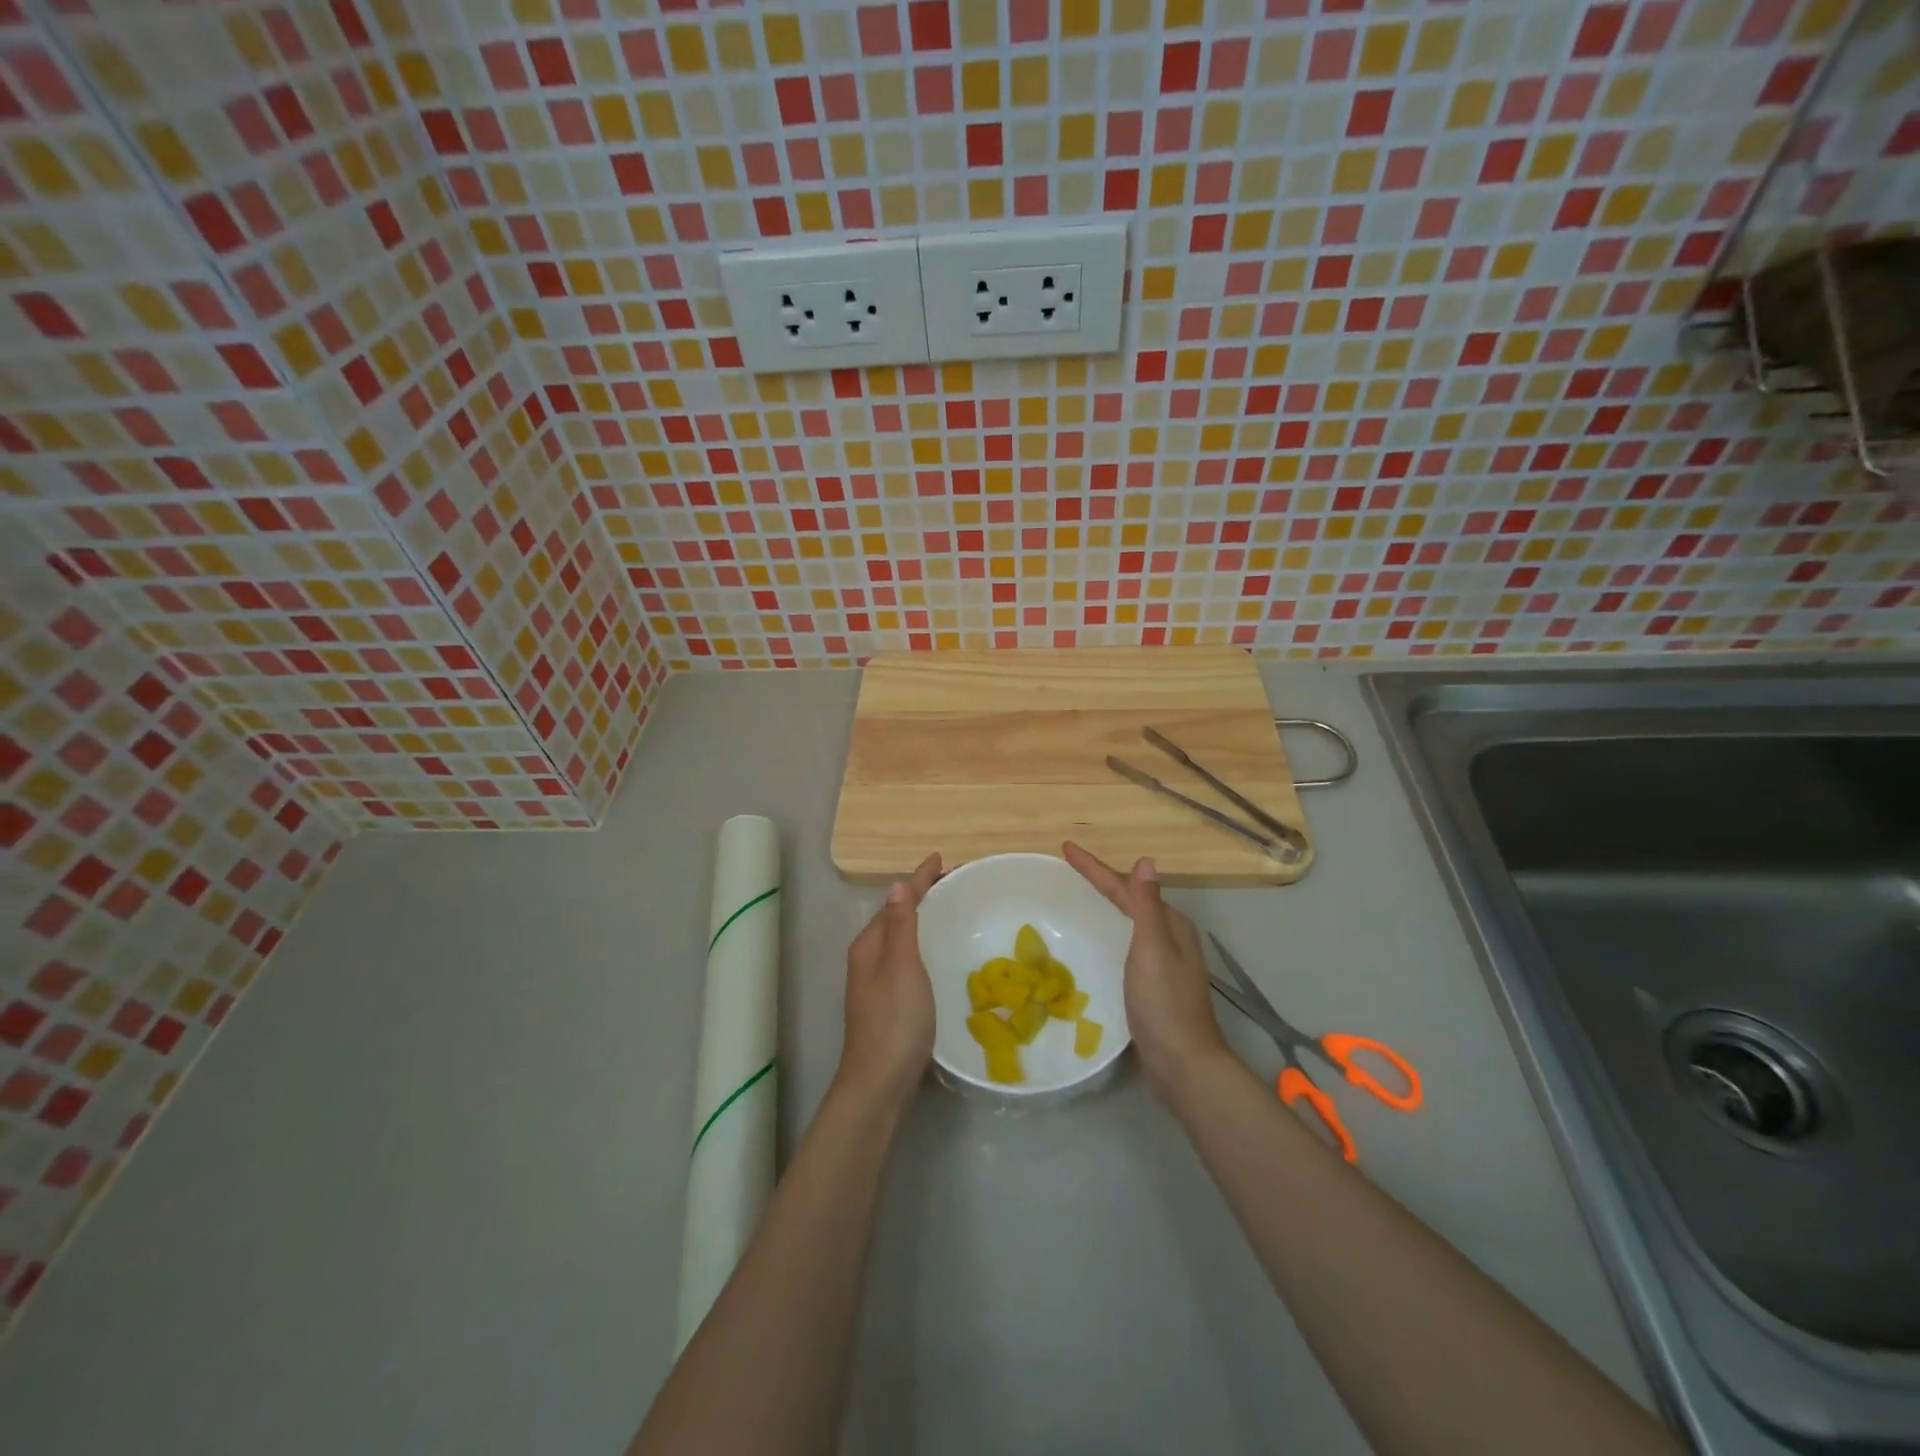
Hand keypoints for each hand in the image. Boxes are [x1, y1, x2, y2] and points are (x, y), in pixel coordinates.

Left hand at [837, 853, 941, 1110]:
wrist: (879, 1081)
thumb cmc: (894, 1019)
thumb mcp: (901, 966)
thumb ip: (900, 925)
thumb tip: (898, 885)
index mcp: (870, 945)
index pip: (897, 901)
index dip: (919, 879)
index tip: (941, 858)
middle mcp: (869, 958)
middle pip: (897, 916)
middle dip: (921, 895)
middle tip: (953, 882)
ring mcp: (876, 982)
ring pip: (900, 938)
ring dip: (922, 919)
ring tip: (948, 909)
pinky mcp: (888, 1002)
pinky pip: (906, 958)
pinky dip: (922, 943)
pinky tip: (937, 954)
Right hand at [1062, 842, 1228, 1098]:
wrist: (1183, 1064)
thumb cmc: (1164, 1004)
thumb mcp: (1153, 949)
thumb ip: (1147, 906)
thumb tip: (1146, 860)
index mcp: (1171, 925)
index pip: (1127, 888)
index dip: (1096, 869)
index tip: (1066, 849)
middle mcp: (1170, 938)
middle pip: (1131, 900)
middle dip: (1103, 881)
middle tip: (1072, 866)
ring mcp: (1164, 962)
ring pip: (1130, 922)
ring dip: (1108, 904)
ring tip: (1084, 894)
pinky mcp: (1154, 984)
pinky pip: (1127, 943)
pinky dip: (1111, 930)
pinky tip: (1101, 939)